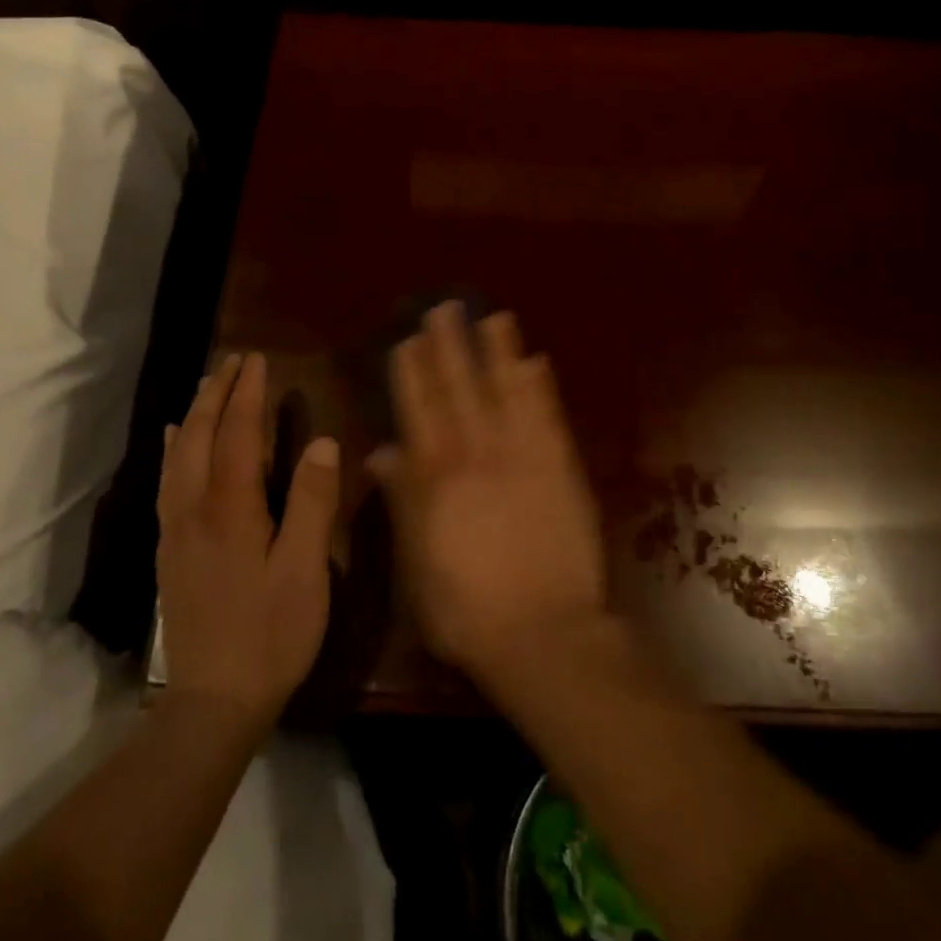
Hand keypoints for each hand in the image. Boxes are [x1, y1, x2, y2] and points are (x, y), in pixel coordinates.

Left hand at [156, 353, 340, 732]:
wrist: (212, 702)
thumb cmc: (272, 633)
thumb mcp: (306, 569)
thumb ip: (313, 502)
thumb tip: (323, 442)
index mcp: (231, 508)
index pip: (237, 433)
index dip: (247, 393)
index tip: (257, 359)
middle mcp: (194, 508)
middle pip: (199, 435)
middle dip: (216, 392)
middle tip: (234, 361)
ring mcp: (176, 530)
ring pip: (178, 455)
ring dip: (194, 413)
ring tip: (207, 385)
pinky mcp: (170, 550)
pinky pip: (167, 481)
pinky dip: (173, 449)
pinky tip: (176, 442)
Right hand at [373, 304, 606, 678]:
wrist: (543, 633)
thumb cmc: (467, 608)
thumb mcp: (416, 561)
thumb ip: (401, 500)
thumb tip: (381, 452)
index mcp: (435, 477)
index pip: (419, 410)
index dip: (414, 372)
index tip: (409, 338)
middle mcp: (476, 453)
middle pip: (459, 389)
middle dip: (451, 346)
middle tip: (446, 307)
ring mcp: (522, 456)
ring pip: (504, 391)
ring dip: (498, 352)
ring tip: (493, 316)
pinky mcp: (560, 466)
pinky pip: (546, 416)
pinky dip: (540, 386)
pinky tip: (536, 360)